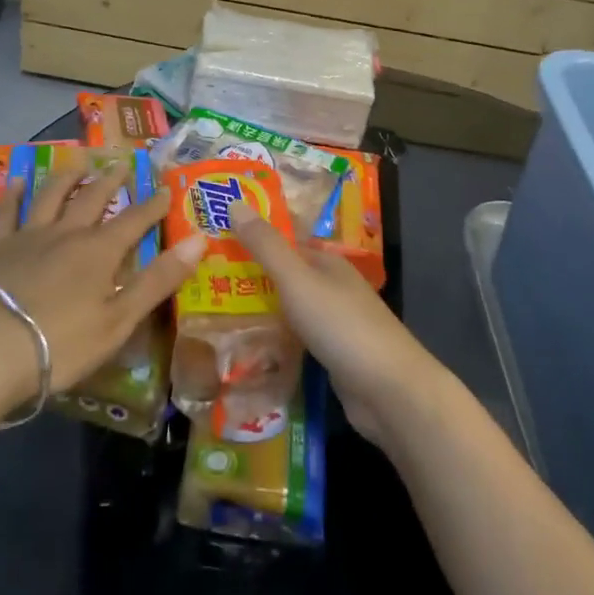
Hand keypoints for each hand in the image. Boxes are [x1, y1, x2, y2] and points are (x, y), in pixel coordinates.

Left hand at [0, 159, 205, 403]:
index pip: (135, 221)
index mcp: (100, 252)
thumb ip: (158, 280)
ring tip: (78, 161)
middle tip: (122, 162)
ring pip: (51, 196)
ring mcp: (28, 237)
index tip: (167, 189)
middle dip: (111, 180)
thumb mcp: (120, 319)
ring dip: (67, 177)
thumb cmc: (61, 343)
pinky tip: (16, 181)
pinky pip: (6, 213)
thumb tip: (198, 240)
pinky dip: (13, 195)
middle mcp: (66, 234)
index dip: (153, 206)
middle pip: (93, 199)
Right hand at [233, 210, 448, 451]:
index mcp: (328, 263)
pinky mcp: (335, 357)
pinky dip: (275, 341)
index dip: (252, 241)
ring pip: (290, 311)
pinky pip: (297, 341)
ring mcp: (337, 324)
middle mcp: (334, 288)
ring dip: (260, 312)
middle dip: (250, 279)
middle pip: (286, 278)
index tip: (212, 246)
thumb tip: (235, 202)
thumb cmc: (342, 326)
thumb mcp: (298, 281)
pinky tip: (248, 350)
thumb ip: (266, 247)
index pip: (284, 244)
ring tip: (214, 316)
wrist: (390, 392)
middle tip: (203, 284)